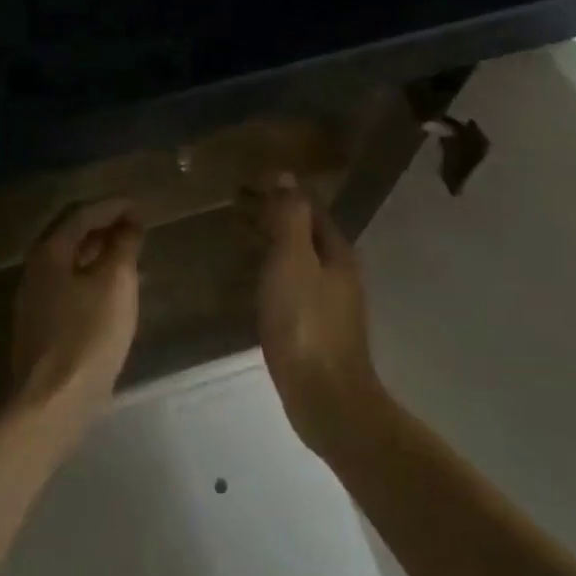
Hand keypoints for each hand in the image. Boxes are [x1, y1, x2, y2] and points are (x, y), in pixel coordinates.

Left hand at [8, 198, 144, 433]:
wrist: (51, 403)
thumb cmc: (87, 336)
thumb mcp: (115, 284)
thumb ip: (123, 247)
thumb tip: (129, 223)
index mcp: (49, 252)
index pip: (82, 213)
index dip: (113, 205)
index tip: (141, 205)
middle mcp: (36, 269)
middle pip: (70, 234)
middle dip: (103, 224)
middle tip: (135, 224)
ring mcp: (35, 298)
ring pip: (69, 260)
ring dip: (98, 250)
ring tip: (129, 251)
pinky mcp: (42, 324)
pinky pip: (69, 283)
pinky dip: (92, 274)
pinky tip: (112, 288)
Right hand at [237, 175, 382, 455]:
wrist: (326, 398)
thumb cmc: (306, 324)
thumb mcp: (294, 261)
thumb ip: (290, 218)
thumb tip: (286, 176)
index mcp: (338, 253)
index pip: (310, 209)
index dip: (282, 193)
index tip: (248, 183)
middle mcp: (340, 274)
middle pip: (306, 234)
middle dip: (275, 217)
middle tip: (235, 207)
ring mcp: (331, 304)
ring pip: (300, 261)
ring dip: (273, 245)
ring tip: (238, 238)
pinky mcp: (317, 330)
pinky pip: (294, 287)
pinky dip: (273, 273)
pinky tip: (253, 283)